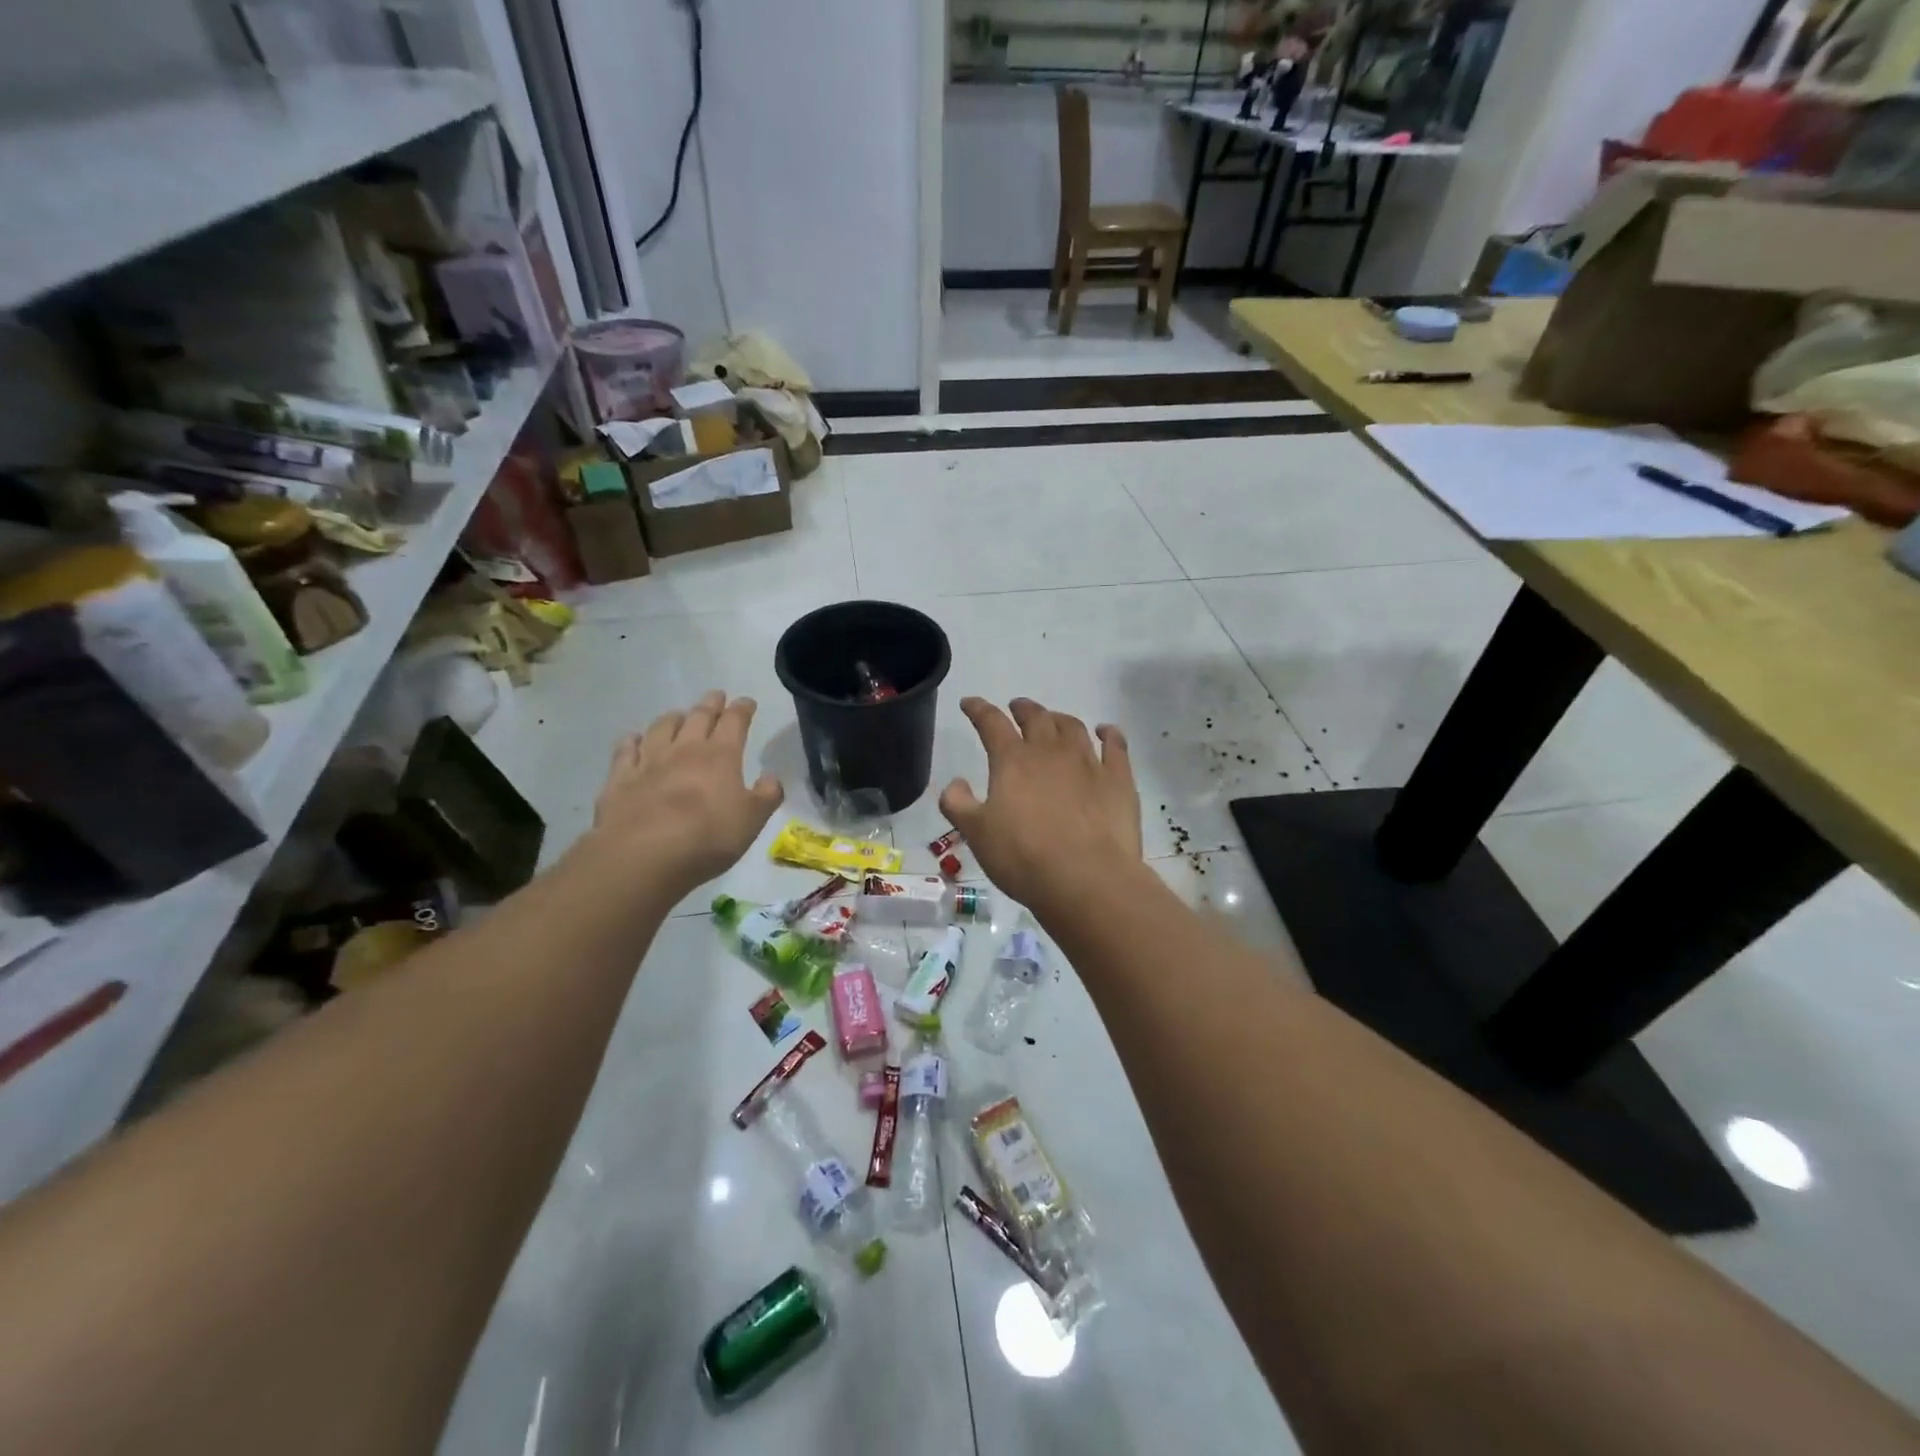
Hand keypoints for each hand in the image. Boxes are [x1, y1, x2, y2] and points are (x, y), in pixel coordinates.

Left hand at [589, 691, 783, 892]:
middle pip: (698, 717)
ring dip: (673, 718)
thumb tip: (771, 778)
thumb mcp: (752, 820)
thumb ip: (766, 796)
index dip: (742, 709)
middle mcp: (685, 749)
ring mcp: (649, 761)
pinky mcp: (620, 779)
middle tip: (716, 696)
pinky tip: (634, 740)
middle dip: (710, 704)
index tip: (747, 702)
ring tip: (679, 715)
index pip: (735, 722)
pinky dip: (632, 741)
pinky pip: (626, 751)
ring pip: (661, 728)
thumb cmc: (708, 836)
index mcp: (721, 755)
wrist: (644, 854)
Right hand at [939, 697, 1141, 912]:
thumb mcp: (976, 834)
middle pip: (1036, 717)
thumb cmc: (1023, 857)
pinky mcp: (1118, 779)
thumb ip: (958, 804)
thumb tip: (956, 782)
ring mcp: (1088, 762)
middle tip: (1017, 708)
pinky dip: (1109, 733)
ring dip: (1059, 719)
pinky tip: (1105, 731)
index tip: (969, 704)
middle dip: (1023, 709)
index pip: (991, 723)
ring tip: (1053, 720)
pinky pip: (1115, 745)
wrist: (1087, 879)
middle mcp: (1050, 751)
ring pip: (1072, 727)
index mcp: (1012, 760)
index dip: (978, 710)